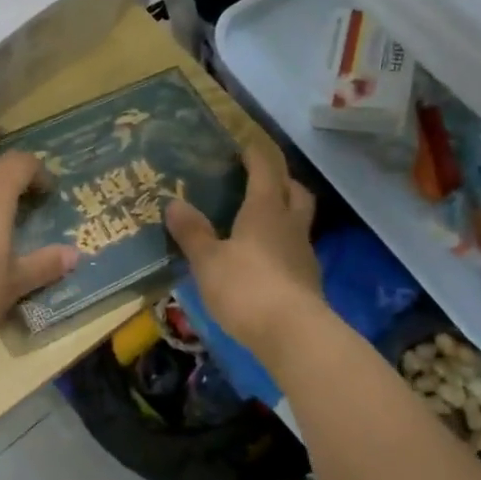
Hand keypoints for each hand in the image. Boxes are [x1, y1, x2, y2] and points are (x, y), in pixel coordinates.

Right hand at [165, 144, 323, 361]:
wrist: (293, 334)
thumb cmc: (245, 287)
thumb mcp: (207, 260)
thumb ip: (192, 232)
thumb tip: (173, 203)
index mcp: (266, 210)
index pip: (266, 169)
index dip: (255, 154)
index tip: (243, 145)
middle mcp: (290, 224)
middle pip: (294, 191)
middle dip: (281, 180)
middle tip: (260, 180)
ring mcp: (303, 253)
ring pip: (298, 221)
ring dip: (284, 213)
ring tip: (258, 221)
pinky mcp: (307, 281)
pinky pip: (294, 250)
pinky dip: (281, 245)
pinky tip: (263, 259)